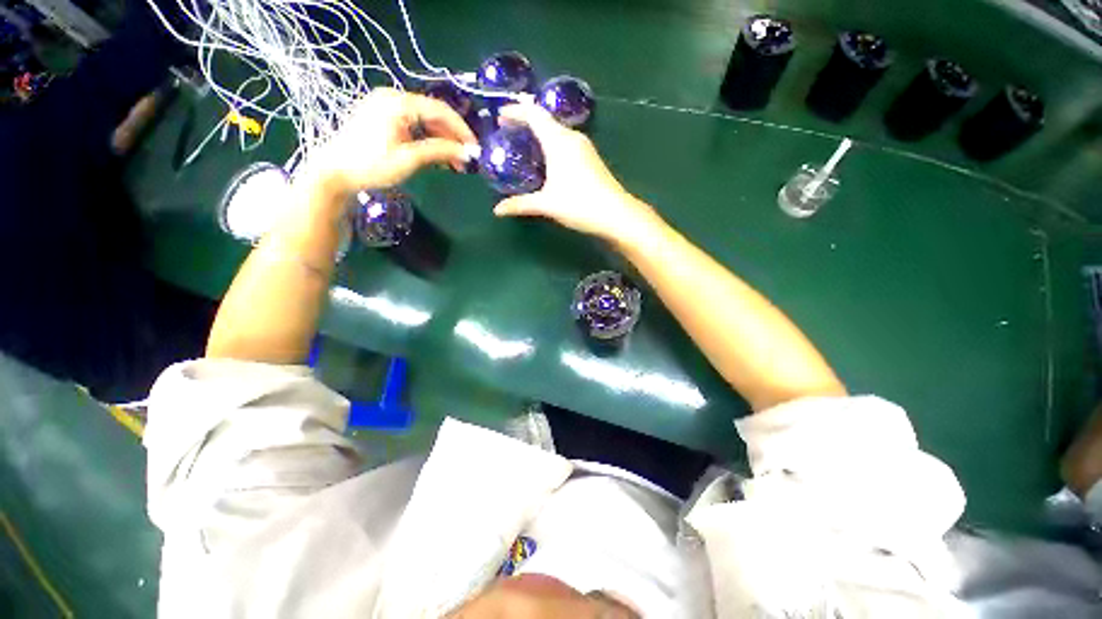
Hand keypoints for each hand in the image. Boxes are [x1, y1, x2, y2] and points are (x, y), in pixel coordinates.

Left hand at [294, 88, 475, 211]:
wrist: (335, 172)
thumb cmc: (371, 165)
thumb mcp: (409, 159)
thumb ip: (439, 152)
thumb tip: (467, 153)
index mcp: (398, 103)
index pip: (440, 110)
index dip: (461, 129)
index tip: (475, 148)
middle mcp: (393, 98)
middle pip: (433, 114)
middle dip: (452, 137)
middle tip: (466, 159)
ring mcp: (387, 107)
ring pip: (425, 121)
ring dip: (442, 140)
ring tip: (455, 163)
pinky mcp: (384, 118)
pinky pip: (414, 125)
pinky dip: (428, 140)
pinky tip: (437, 157)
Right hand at [493, 104, 659, 245]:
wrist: (616, 214)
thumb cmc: (579, 204)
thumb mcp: (546, 205)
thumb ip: (520, 205)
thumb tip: (497, 210)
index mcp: (558, 141)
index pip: (534, 114)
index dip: (516, 110)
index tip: (500, 115)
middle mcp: (572, 137)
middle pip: (545, 120)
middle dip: (525, 122)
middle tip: (508, 132)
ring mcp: (584, 147)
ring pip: (557, 132)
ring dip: (540, 134)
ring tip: (524, 146)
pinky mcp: (591, 158)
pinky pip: (566, 142)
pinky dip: (551, 144)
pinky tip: (547, 161)